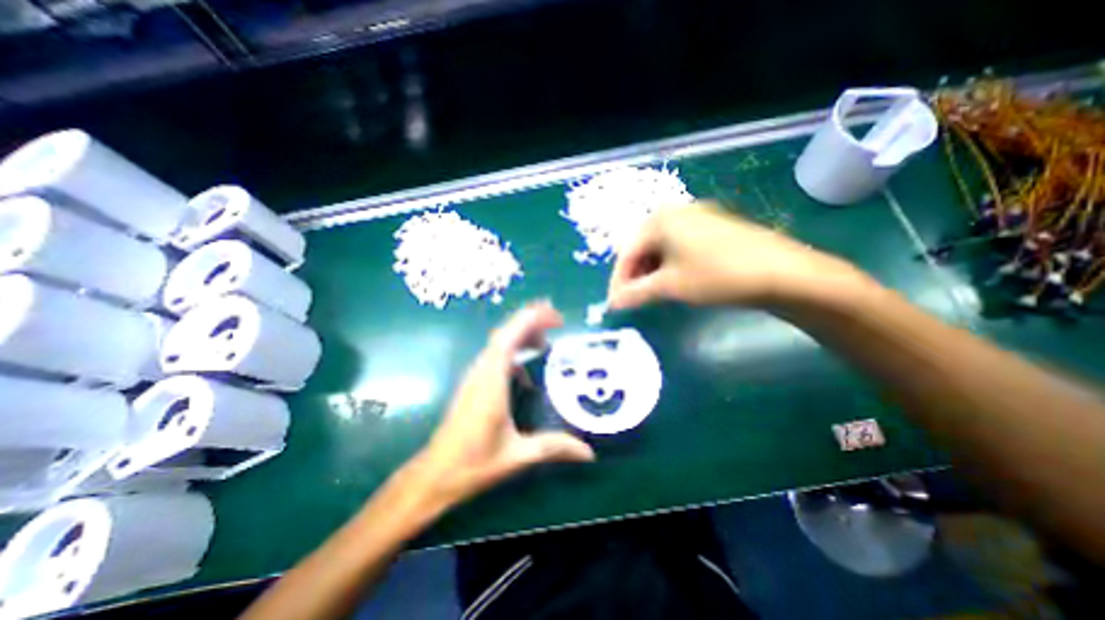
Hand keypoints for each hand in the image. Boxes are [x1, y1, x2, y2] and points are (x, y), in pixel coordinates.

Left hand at [404, 300, 596, 513]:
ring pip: (498, 343)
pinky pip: (495, 356)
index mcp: (491, 381)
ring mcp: (476, 376)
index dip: (531, 320)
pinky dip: (513, 351)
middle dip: (530, 321)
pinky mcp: (474, 384)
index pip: (509, 338)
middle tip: (557, 321)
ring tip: (545, 341)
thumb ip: (553, 448)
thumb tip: (588, 452)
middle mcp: (482, 371)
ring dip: (521, 335)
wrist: (436, 475)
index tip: (555, 317)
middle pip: (504, 333)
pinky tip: (526, 371)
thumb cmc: (474, 463)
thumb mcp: (517, 456)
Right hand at [605, 202, 862, 308]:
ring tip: (652, 293)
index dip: (618, 280)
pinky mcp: (713, 227)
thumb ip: (635, 293)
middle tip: (633, 299)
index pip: (626, 252)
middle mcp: (675, 211)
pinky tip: (675, 280)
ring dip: (651, 271)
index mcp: (659, 219)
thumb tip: (612, 303)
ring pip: (661, 247)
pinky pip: (679, 245)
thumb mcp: (670, 286)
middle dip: (634, 275)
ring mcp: (697, 217)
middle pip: (642, 247)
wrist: (782, 272)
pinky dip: (670, 264)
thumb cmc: (716, 275)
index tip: (615, 303)